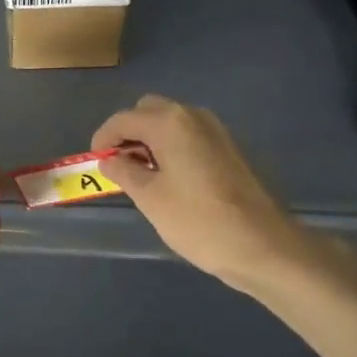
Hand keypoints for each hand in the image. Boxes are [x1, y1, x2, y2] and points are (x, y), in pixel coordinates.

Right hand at [93, 96, 312, 292]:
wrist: (262, 245)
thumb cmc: (198, 220)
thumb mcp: (150, 198)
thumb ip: (124, 171)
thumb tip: (109, 159)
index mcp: (169, 122)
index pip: (123, 119)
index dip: (103, 138)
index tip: (94, 162)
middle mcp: (192, 115)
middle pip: (148, 111)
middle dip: (128, 132)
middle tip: (118, 165)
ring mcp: (215, 130)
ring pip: (170, 122)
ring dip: (150, 139)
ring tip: (140, 175)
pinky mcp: (228, 148)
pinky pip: (188, 135)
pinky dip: (171, 147)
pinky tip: (169, 178)